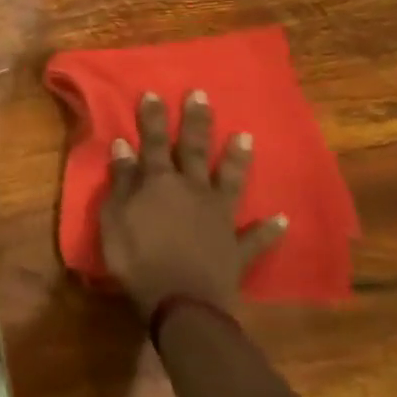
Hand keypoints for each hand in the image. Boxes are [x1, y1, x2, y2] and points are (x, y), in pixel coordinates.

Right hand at [99, 89, 286, 318]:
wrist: (181, 303)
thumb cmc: (136, 259)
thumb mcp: (114, 218)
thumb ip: (121, 181)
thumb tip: (124, 146)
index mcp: (159, 183)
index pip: (153, 143)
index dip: (152, 118)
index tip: (154, 93)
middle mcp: (193, 191)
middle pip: (193, 151)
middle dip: (196, 122)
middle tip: (202, 95)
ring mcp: (219, 218)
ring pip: (229, 182)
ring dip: (236, 160)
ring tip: (246, 137)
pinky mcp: (236, 248)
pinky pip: (256, 237)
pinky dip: (269, 229)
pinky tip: (282, 219)